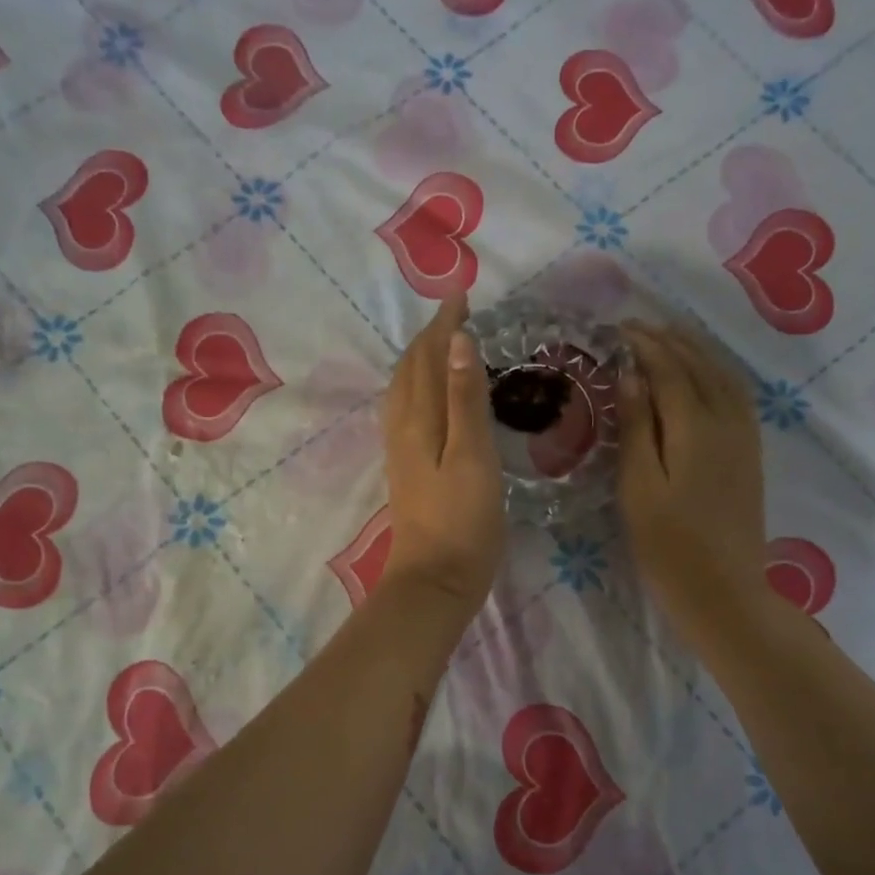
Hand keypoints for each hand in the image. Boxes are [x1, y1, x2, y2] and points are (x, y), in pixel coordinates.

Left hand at [379, 297, 506, 612]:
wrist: (434, 579)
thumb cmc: (463, 520)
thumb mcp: (473, 455)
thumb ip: (464, 398)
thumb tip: (457, 340)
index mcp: (419, 418)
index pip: (428, 356)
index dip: (444, 324)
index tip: (462, 295)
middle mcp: (403, 426)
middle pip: (410, 369)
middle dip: (431, 336)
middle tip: (457, 313)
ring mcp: (401, 449)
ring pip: (405, 389)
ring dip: (421, 359)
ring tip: (444, 344)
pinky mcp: (407, 469)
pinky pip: (407, 410)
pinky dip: (419, 387)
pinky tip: (429, 397)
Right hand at [617, 320, 769, 642]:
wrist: (724, 591)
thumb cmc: (668, 545)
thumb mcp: (639, 487)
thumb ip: (637, 427)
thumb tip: (631, 374)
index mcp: (695, 426)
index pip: (668, 368)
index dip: (643, 345)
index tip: (617, 329)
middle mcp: (727, 420)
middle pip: (699, 364)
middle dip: (668, 340)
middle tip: (635, 328)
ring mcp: (745, 436)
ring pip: (723, 375)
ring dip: (695, 350)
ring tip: (666, 339)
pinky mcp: (751, 452)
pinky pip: (737, 394)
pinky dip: (716, 371)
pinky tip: (702, 375)